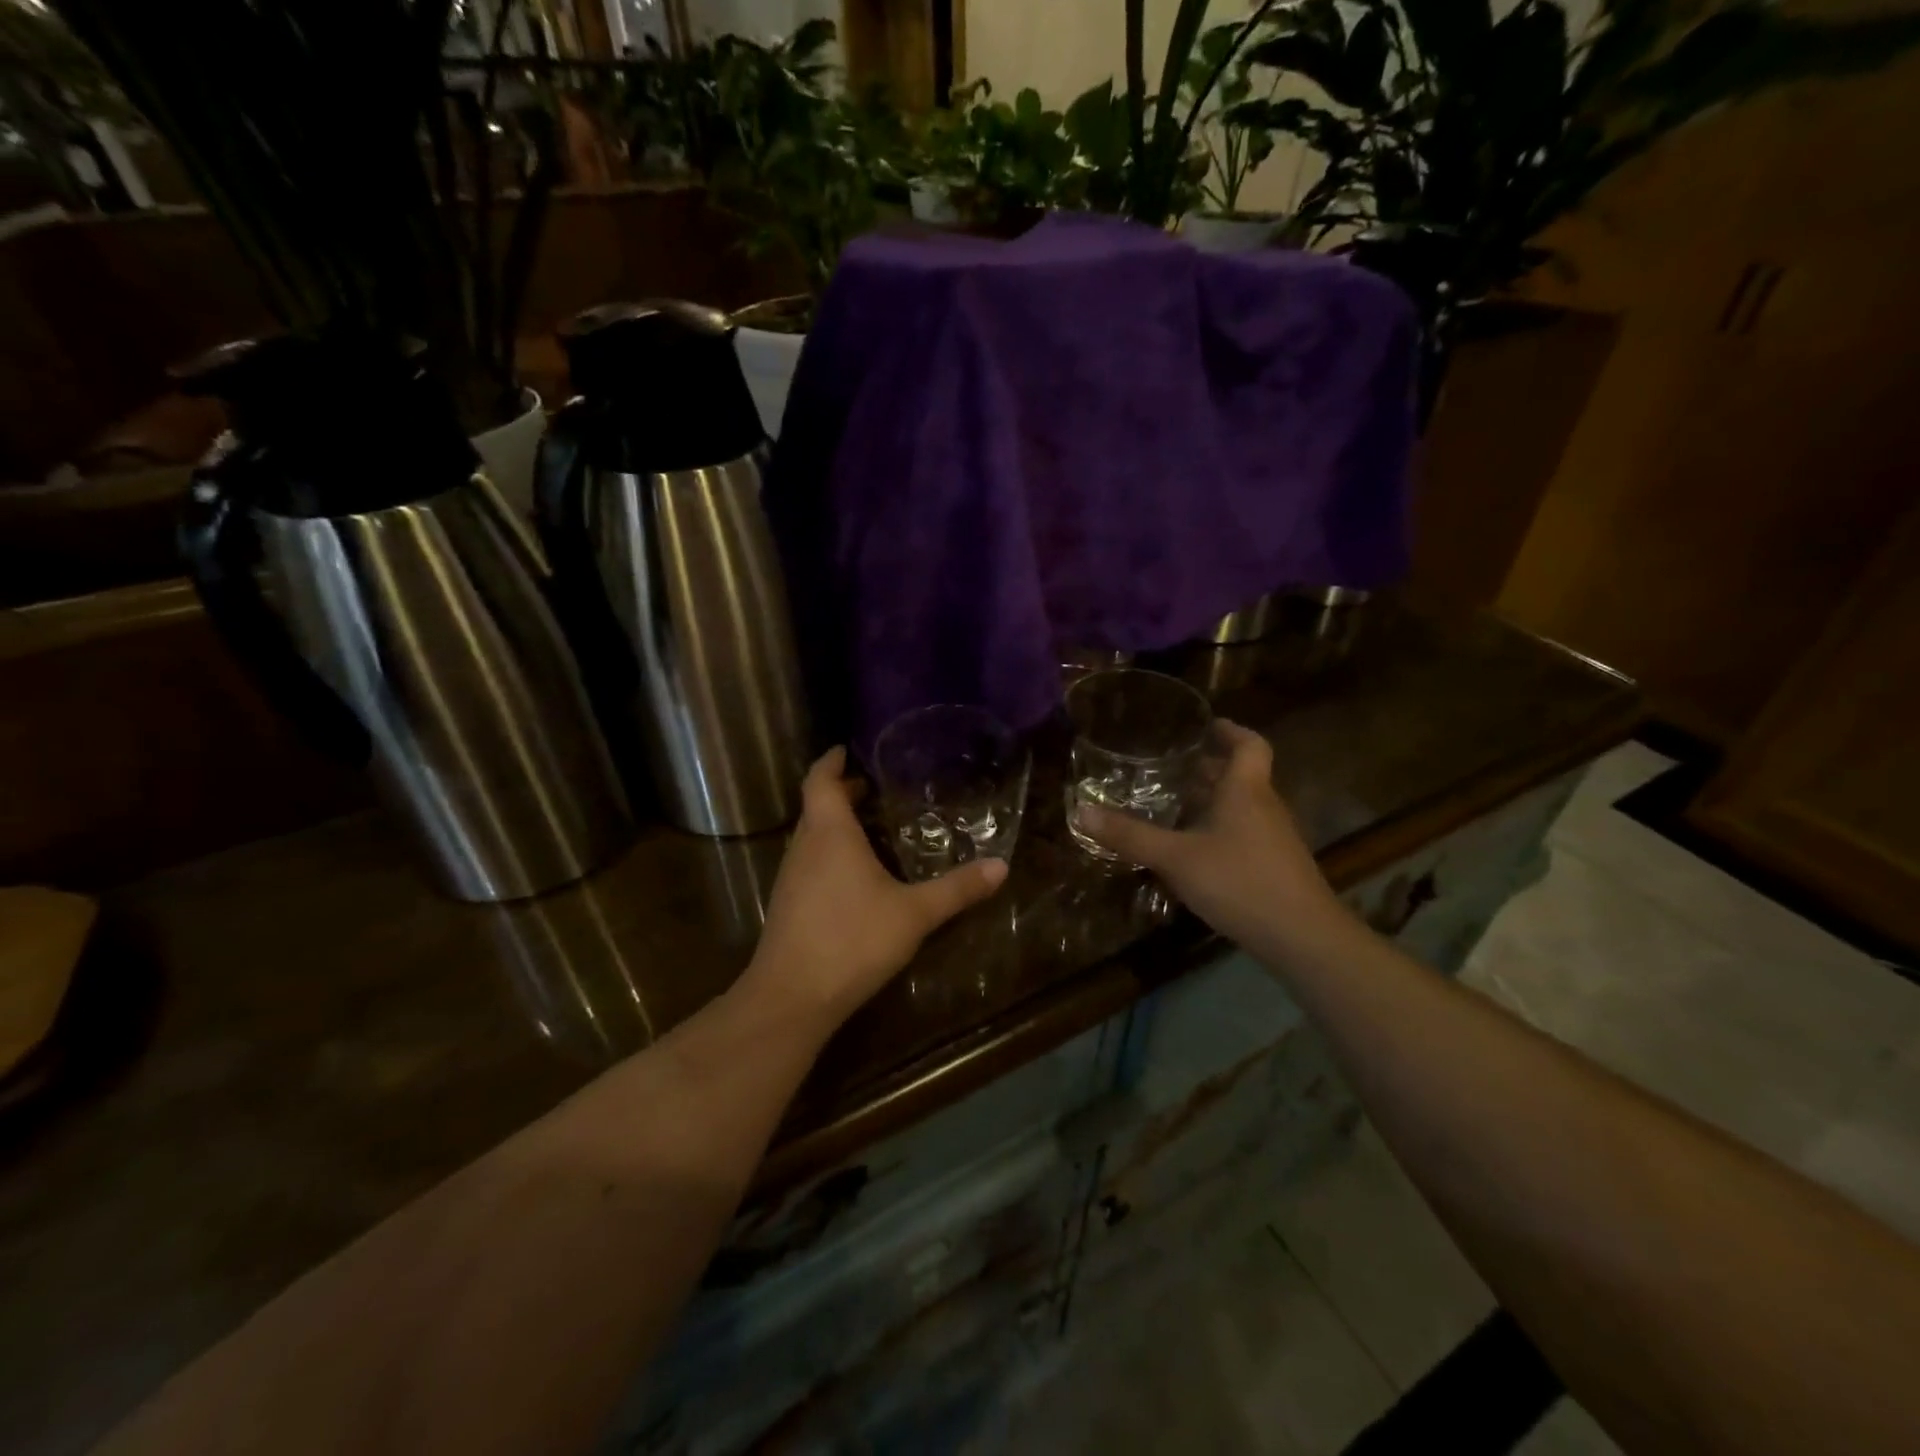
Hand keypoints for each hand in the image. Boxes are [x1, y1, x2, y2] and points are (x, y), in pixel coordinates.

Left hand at [738, 747, 1007, 1030]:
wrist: (792, 997)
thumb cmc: (853, 940)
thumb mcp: (914, 914)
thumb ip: (957, 889)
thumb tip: (1002, 866)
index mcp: (829, 833)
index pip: (821, 780)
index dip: (831, 762)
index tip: (845, 749)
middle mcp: (804, 846)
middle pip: (816, 806)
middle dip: (840, 793)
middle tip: (871, 788)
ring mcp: (791, 877)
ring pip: (811, 836)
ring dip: (833, 824)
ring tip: (868, 826)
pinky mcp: (787, 904)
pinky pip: (808, 861)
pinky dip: (828, 852)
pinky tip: (853, 876)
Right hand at [1075, 721, 1349, 962]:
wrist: (1302, 937)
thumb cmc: (1239, 881)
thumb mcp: (1175, 858)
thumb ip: (1130, 836)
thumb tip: (1081, 811)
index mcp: (1245, 790)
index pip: (1248, 744)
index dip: (1229, 730)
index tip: (1205, 725)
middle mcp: (1264, 806)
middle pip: (1240, 775)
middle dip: (1207, 768)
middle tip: (1169, 767)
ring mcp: (1274, 838)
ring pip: (1241, 806)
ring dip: (1212, 800)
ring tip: (1173, 805)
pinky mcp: (1274, 866)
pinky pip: (1243, 833)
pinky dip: (1218, 830)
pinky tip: (1192, 851)